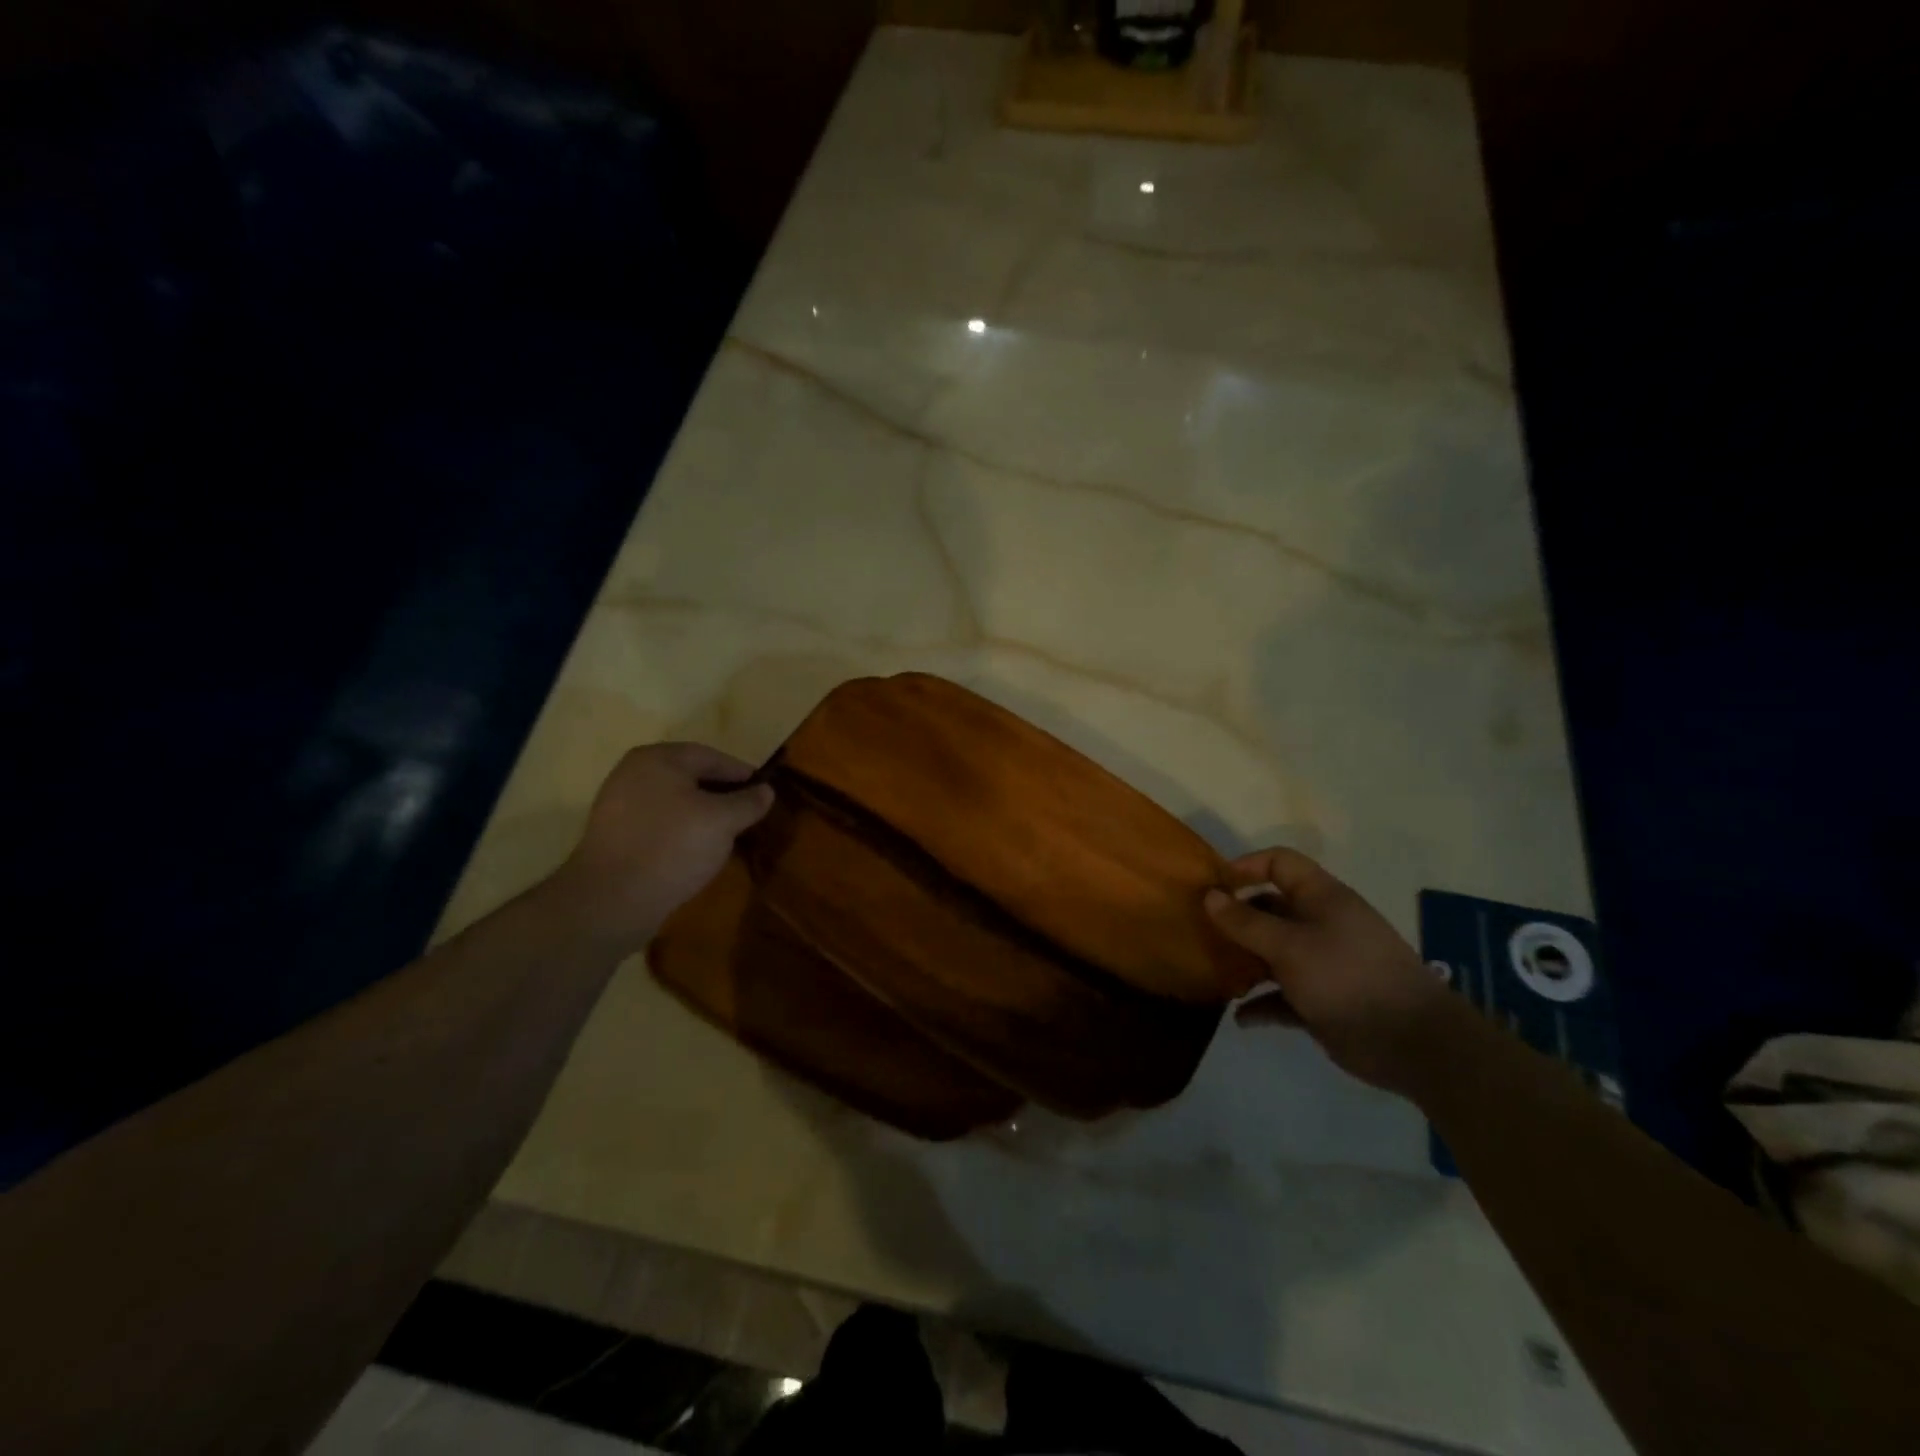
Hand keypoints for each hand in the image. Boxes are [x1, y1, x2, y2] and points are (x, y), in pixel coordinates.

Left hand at [553, 742, 774, 953]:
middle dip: (721, 793)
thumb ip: (748, 802)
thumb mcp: (723, 822)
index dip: (742, 773)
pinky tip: (696, 850)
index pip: (711, 756)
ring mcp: (619, 803)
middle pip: (690, 776)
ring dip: (702, 813)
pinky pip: (658, 821)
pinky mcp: (614, 834)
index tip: (764, 791)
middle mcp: (634, 772)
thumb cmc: (672, 847)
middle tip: (747, 813)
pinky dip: (681, 829)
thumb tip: (766, 790)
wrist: (611, 900)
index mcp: (658, 759)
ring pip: (674, 800)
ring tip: (726, 834)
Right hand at [1204, 848, 1453, 1093]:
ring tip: (1214, 973)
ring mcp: (1321, 964)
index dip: (1246, 867)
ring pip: (1272, 953)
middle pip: (1270, 909)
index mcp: (1321, 898)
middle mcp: (1321, 924)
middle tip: (1201, 932)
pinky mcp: (1321, 1001)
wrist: (1412, 1043)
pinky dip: (1262, 1004)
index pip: (1280, 864)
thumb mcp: (1289, 946)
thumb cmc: (1347, 977)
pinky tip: (1241, 1017)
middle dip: (1236, 919)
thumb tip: (1209, 895)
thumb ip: (1246, 922)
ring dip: (1244, 963)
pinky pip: (1282, 996)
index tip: (1213, 887)